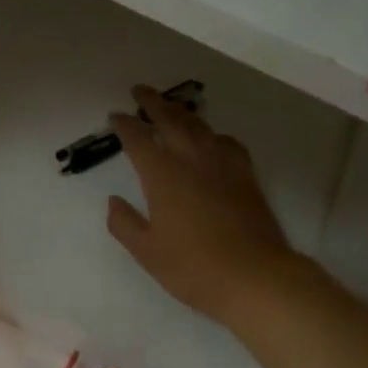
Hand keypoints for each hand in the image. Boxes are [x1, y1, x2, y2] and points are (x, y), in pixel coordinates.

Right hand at [107, 86, 295, 324]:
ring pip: (199, 126)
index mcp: (162, 175)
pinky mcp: (245, 175)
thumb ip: (124, 224)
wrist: (254, 276)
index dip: (125, 125)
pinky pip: (226, 142)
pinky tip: (211, 139)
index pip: (139, 139)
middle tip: (140, 91)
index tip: (115, 115)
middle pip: (170, 120)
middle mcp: (192, 160)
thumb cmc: (193, 267)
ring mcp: (222, 164)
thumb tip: (113, 201)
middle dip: (153, 102)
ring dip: (181, 112)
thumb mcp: (147, 252)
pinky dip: (212, 134)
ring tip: (171, 107)